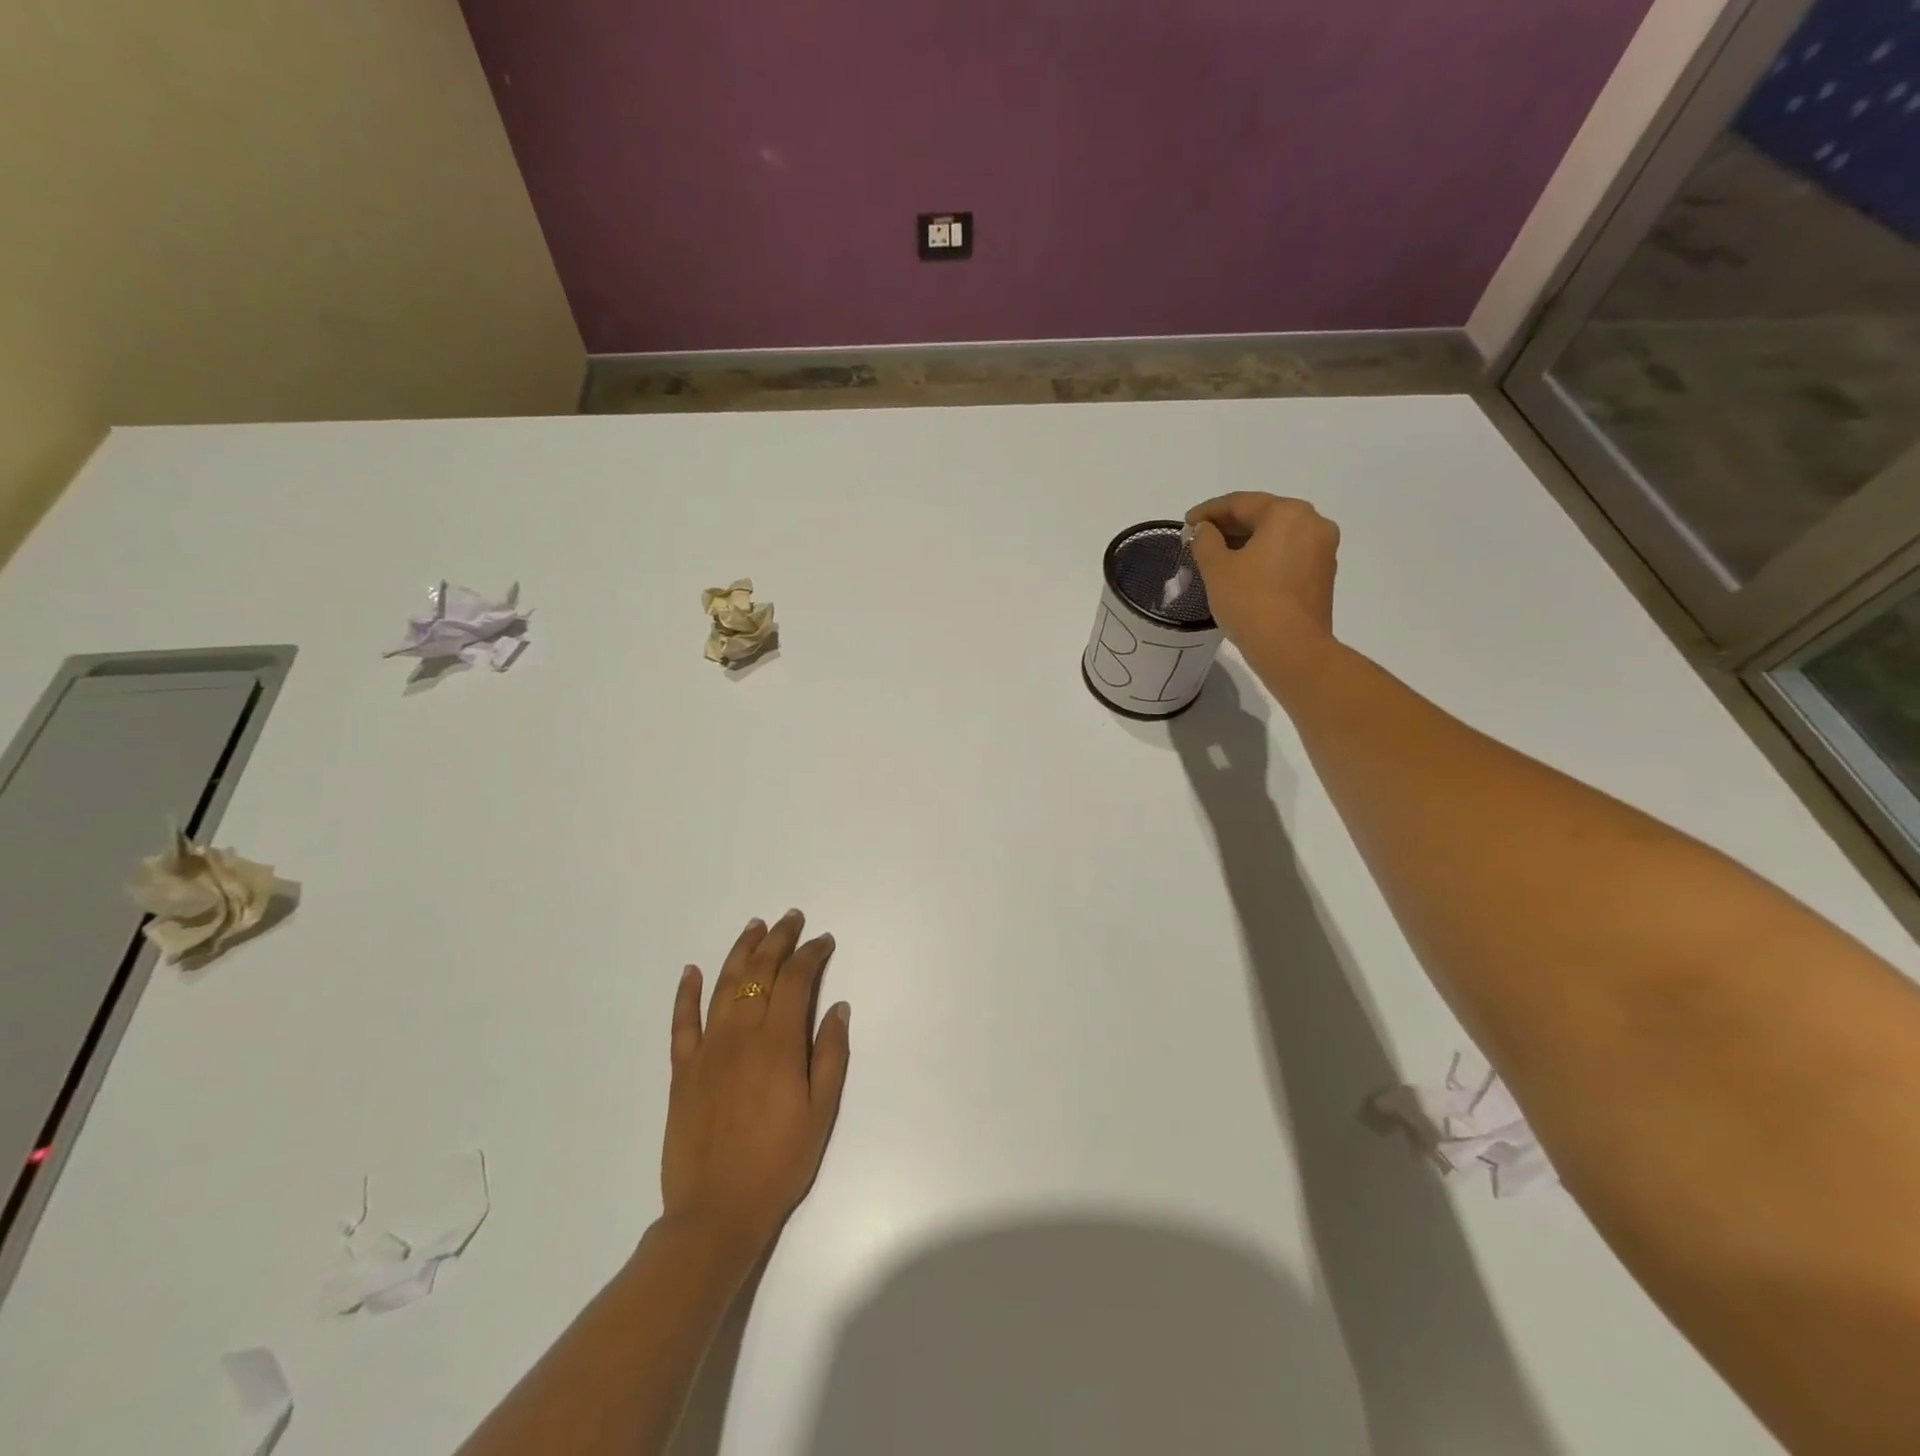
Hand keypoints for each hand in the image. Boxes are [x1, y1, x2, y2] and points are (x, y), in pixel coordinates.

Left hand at [662, 909, 850, 1261]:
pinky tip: (692, 971)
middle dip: (778, 940)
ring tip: (754, 927)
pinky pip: (682, 1022)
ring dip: (740, 952)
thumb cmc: (779, 1163)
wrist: (715, 1213)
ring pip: (724, 986)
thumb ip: (830, 1054)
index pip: (796, 980)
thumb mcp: (821, 1112)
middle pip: (759, 972)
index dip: (811, 954)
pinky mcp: (682, 1070)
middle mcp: (741, 1035)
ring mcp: (707, 1050)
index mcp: (778, 1043)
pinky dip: (687, 993)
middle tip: (792, 918)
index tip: (824, 941)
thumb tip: (836, 1007)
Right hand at [1186, 493, 1339, 658]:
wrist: (1291, 648)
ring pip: (1276, 537)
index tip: (1186, 523)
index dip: (1208, 511)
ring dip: (1245, 542)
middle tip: (1199, 539)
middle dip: (1228, 526)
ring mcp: (1322, 550)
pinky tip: (1242, 572)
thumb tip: (1204, 530)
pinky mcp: (1323, 575)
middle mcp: (1312, 523)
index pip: (1240, 503)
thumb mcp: (1216, 568)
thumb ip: (1205, 540)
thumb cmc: (1250, 601)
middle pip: (1262, 516)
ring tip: (1216, 557)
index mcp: (1287, 513)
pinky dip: (1263, 557)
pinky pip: (1287, 555)